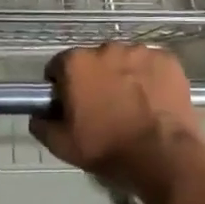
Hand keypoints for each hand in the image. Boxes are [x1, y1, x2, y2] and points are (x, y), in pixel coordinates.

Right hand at [30, 44, 204, 199]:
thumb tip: (38, 115)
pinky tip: (154, 101)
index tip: (70, 105)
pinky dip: (150, 78)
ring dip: (123, 76)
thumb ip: (42, 125)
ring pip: (124, 60)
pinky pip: (152, 65)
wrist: (162, 156)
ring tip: (133, 105)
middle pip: (94, 61)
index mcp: (77, 63)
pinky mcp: (167, 59)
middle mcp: (106, 48)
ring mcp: (140, 51)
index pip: (59, 66)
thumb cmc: (107, 148)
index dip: (62, 85)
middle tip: (103, 107)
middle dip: (95, 79)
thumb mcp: (63, 145)